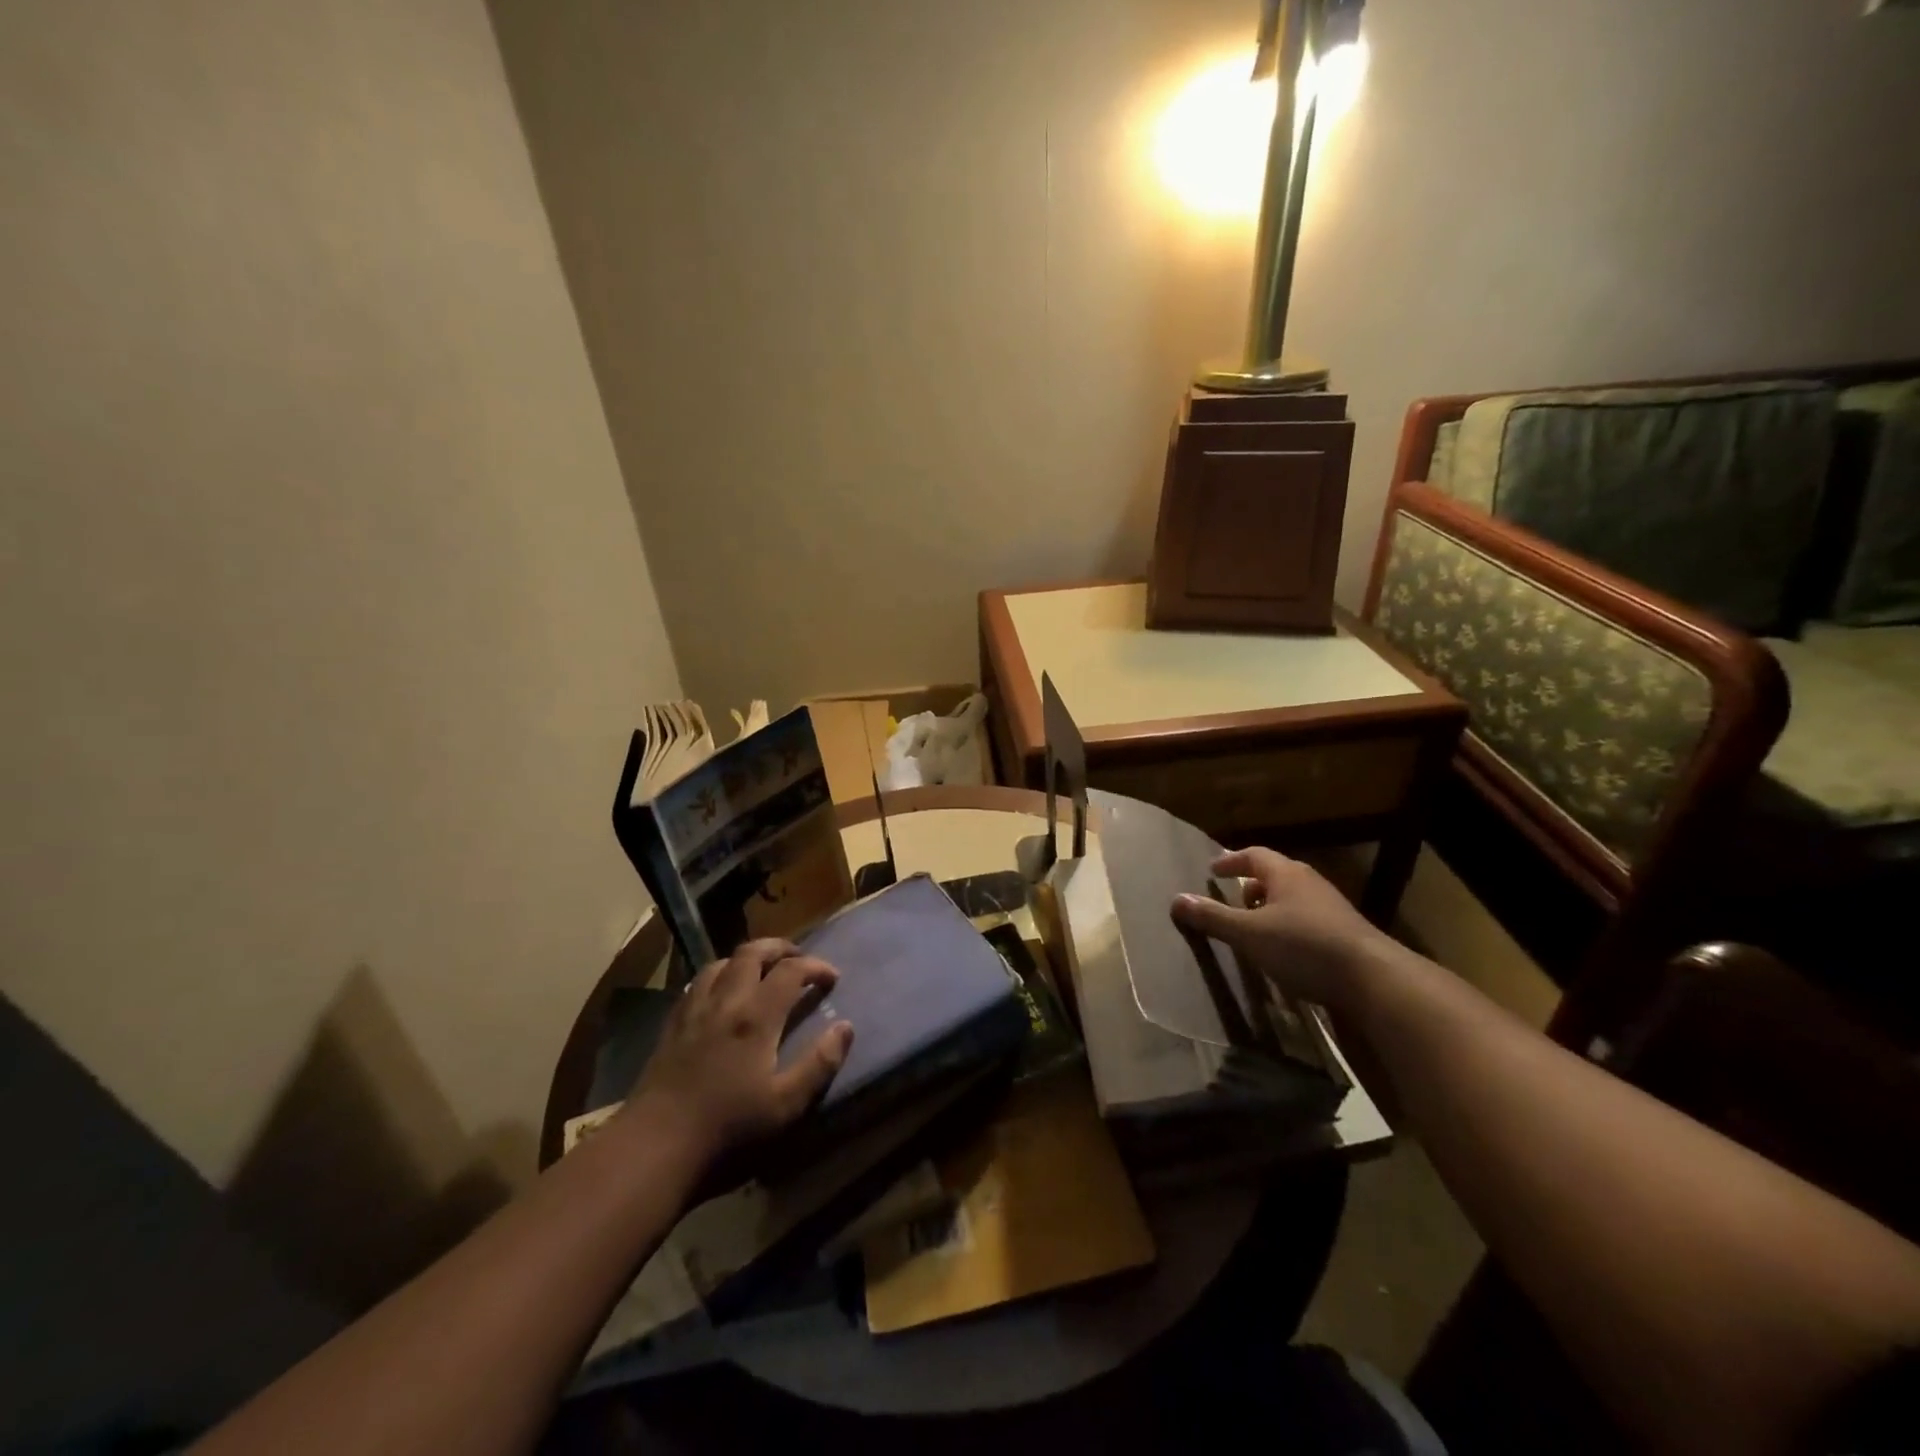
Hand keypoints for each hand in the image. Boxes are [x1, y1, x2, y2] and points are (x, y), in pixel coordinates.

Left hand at [624, 939, 854, 1172]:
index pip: (791, 970)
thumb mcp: (786, 1107)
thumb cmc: (726, 1132)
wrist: (653, 1150)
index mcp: (756, 1017)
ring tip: (761, 972)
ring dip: (746, 959)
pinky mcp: (671, 1028)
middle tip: (798, 959)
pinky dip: (717, 977)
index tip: (832, 978)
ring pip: (720, 963)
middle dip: (780, 948)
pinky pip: (696, 984)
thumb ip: (819, 1064)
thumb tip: (846, 1027)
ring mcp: (693, 1012)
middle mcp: (725, 1002)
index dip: (815, 967)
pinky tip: (720, 996)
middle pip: (752, 953)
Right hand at [1170, 847, 1394, 1010]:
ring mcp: (1332, 908)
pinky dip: (1288, 926)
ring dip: (1270, 907)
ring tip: (1253, 927)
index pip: (1254, 855)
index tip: (1213, 869)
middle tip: (1232, 898)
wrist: (1373, 979)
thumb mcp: (1249, 934)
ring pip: (1293, 898)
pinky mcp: (1345, 933)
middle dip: (1251, 885)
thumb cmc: (1303, 946)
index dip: (1230, 861)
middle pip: (1275, 875)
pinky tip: (1283, 950)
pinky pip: (1307, 920)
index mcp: (1286, 874)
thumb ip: (1212, 917)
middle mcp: (1309, 883)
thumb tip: (1176, 899)